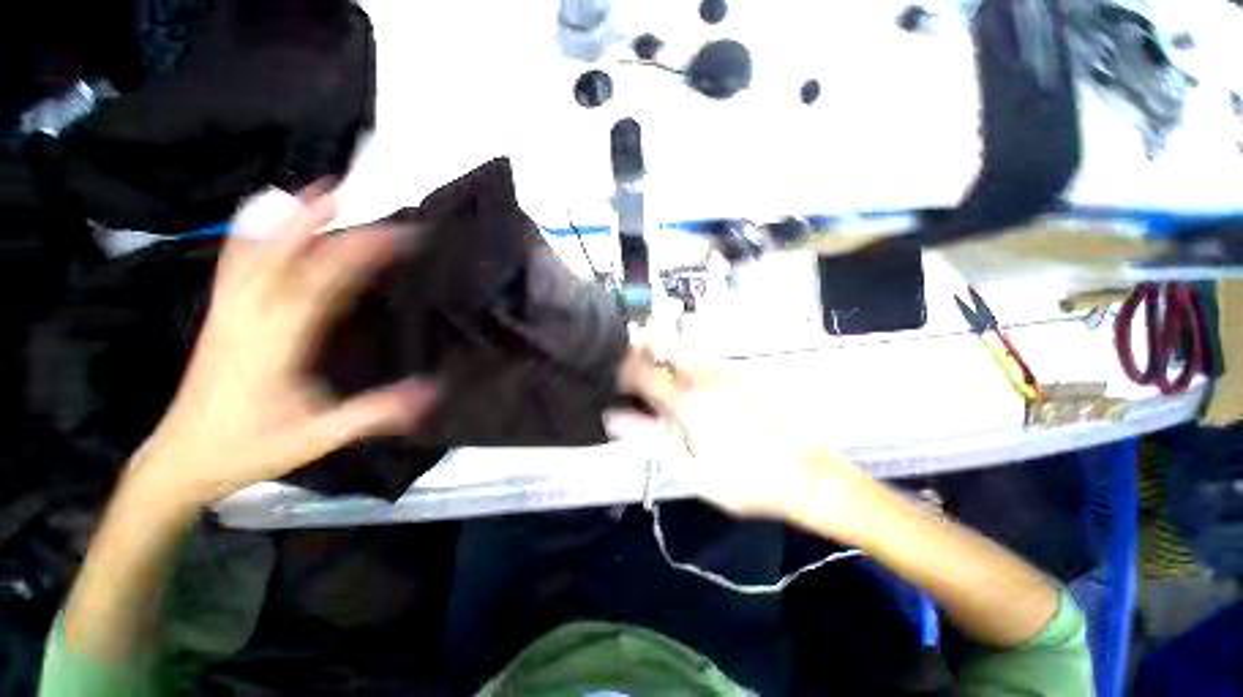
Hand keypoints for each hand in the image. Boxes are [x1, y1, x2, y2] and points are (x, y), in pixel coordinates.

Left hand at [125, 191, 436, 506]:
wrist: (181, 460)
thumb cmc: (249, 449)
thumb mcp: (317, 437)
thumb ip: (373, 413)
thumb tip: (431, 390)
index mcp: (275, 343)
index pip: (322, 283)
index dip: (362, 253)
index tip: (400, 235)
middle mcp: (248, 317)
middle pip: (286, 256)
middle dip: (325, 223)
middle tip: (359, 197)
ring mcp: (228, 312)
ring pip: (256, 252)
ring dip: (288, 218)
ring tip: (318, 193)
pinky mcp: (220, 315)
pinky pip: (235, 263)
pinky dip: (253, 233)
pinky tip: (265, 217)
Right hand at [613, 345, 868, 520]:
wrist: (808, 475)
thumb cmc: (745, 481)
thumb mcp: (692, 469)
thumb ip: (653, 438)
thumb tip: (616, 418)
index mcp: (689, 403)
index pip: (645, 373)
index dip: (625, 366)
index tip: (615, 368)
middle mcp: (708, 379)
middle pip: (672, 344)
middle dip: (650, 339)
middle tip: (638, 346)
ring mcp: (731, 374)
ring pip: (693, 347)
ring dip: (673, 347)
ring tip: (662, 360)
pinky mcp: (748, 376)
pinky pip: (713, 360)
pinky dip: (696, 360)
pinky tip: (698, 380)